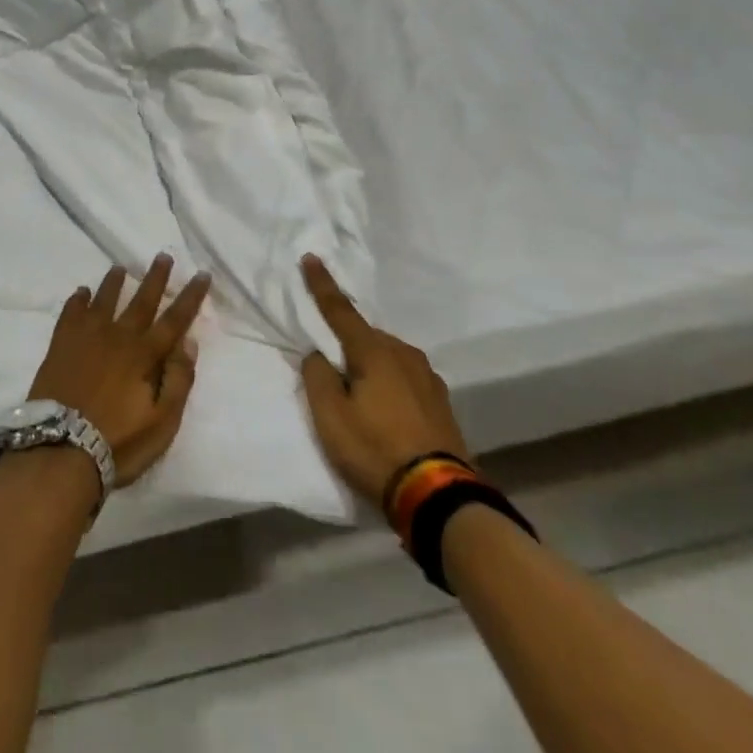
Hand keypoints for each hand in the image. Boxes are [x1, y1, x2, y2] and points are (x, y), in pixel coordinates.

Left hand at [28, 255, 210, 485]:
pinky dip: (78, 300)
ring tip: (120, 268)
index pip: (175, 320)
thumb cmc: (118, 442)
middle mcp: (118, 337)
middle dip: (155, 278)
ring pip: (104, 300)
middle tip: (163, 256)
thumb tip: (188, 342)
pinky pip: (71, 313)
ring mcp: (86, 338)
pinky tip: (81, 292)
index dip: (190, 297)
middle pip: (141, 301)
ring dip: (114, 283)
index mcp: (145, 355)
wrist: (60, 449)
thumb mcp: (162, 422)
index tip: (202, 274)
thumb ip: (178, 380)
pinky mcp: (60, 346)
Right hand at [298, 254, 470, 507]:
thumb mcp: (330, 416)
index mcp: (374, 352)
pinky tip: (387, 412)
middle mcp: (404, 354)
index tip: (311, 257)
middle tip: (334, 376)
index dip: (322, 285)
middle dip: (348, 346)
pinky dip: (390, 385)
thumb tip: (319, 355)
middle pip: (365, 337)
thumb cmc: (374, 449)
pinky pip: (405, 378)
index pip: (340, 310)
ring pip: (388, 358)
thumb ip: (317, 377)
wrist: (438, 494)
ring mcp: (428, 377)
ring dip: (371, 367)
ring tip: (360, 400)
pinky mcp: (441, 401)